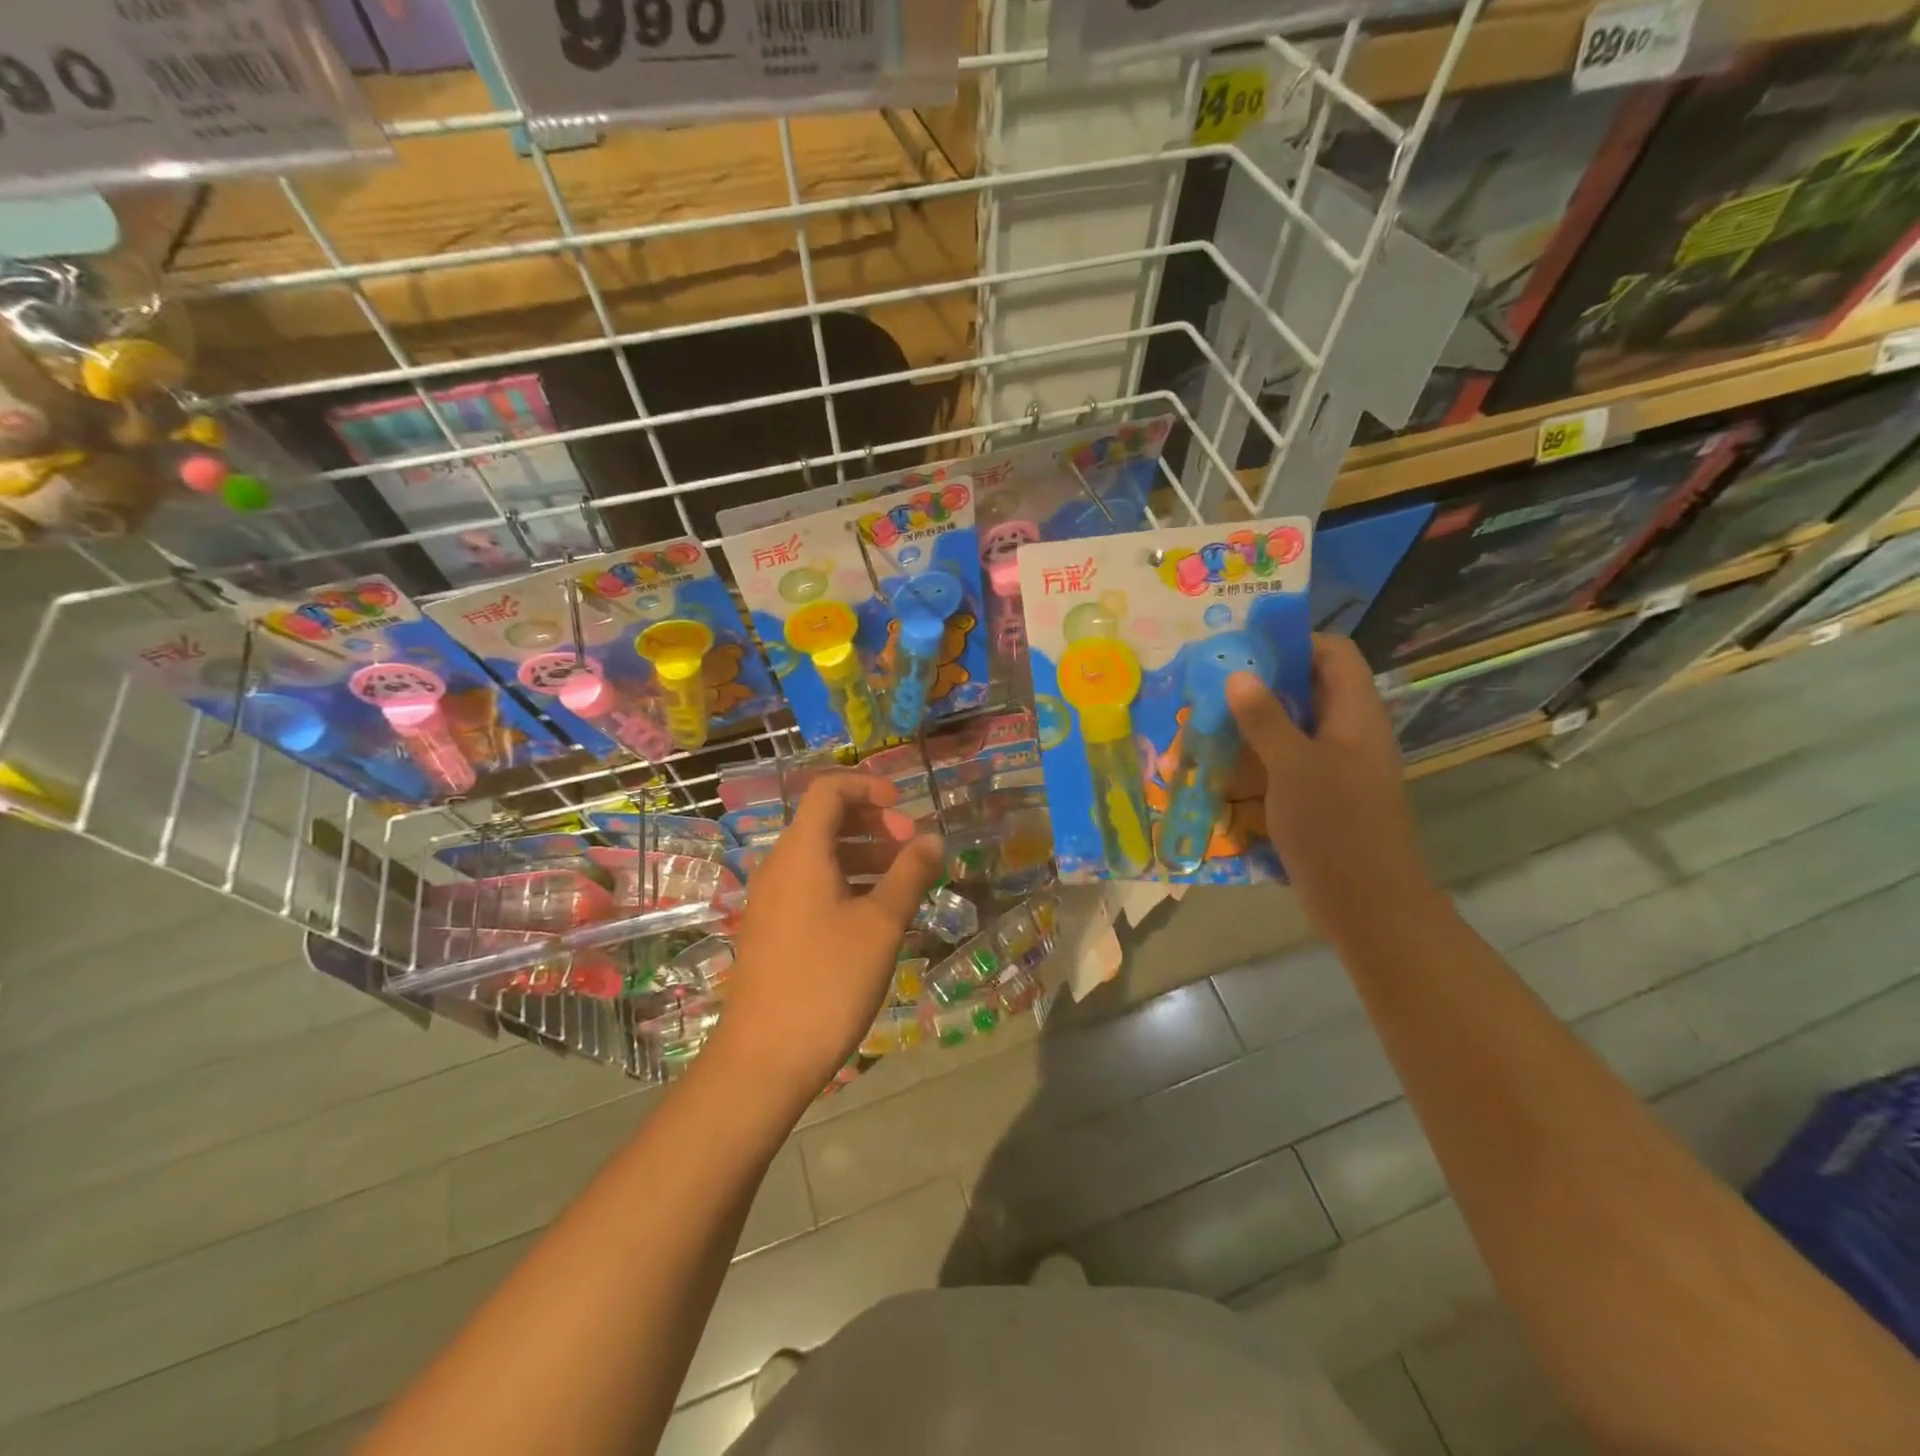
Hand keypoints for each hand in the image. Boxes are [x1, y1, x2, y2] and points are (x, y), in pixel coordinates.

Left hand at [710, 774, 942, 1113]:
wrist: (764, 1058)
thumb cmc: (827, 981)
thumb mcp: (881, 925)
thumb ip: (909, 875)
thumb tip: (931, 840)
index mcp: (801, 852)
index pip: (829, 790)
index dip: (868, 787)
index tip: (905, 808)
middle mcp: (780, 866)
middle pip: (825, 821)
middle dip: (874, 824)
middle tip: (912, 850)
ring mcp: (772, 900)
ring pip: (821, 856)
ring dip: (863, 855)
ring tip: (903, 881)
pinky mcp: (772, 929)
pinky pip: (812, 885)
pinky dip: (846, 883)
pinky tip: (875, 914)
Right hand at [1226, 634, 1438, 938]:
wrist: (1367, 905)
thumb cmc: (1336, 827)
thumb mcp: (1294, 767)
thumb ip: (1265, 719)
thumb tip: (1238, 674)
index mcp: (1356, 714)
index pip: (1334, 653)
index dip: (1295, 641)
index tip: (1245, 646)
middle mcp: (1349, 733)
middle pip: (1309, 689)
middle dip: (1261, 683)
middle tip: (1212, 683)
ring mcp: (1336, 768)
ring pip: (1293, 729)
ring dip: (1253, 724)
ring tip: (1205, 721)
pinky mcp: (1320, 798)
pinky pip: (1286, 764)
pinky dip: (1256, 760)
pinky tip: (1220, 769)